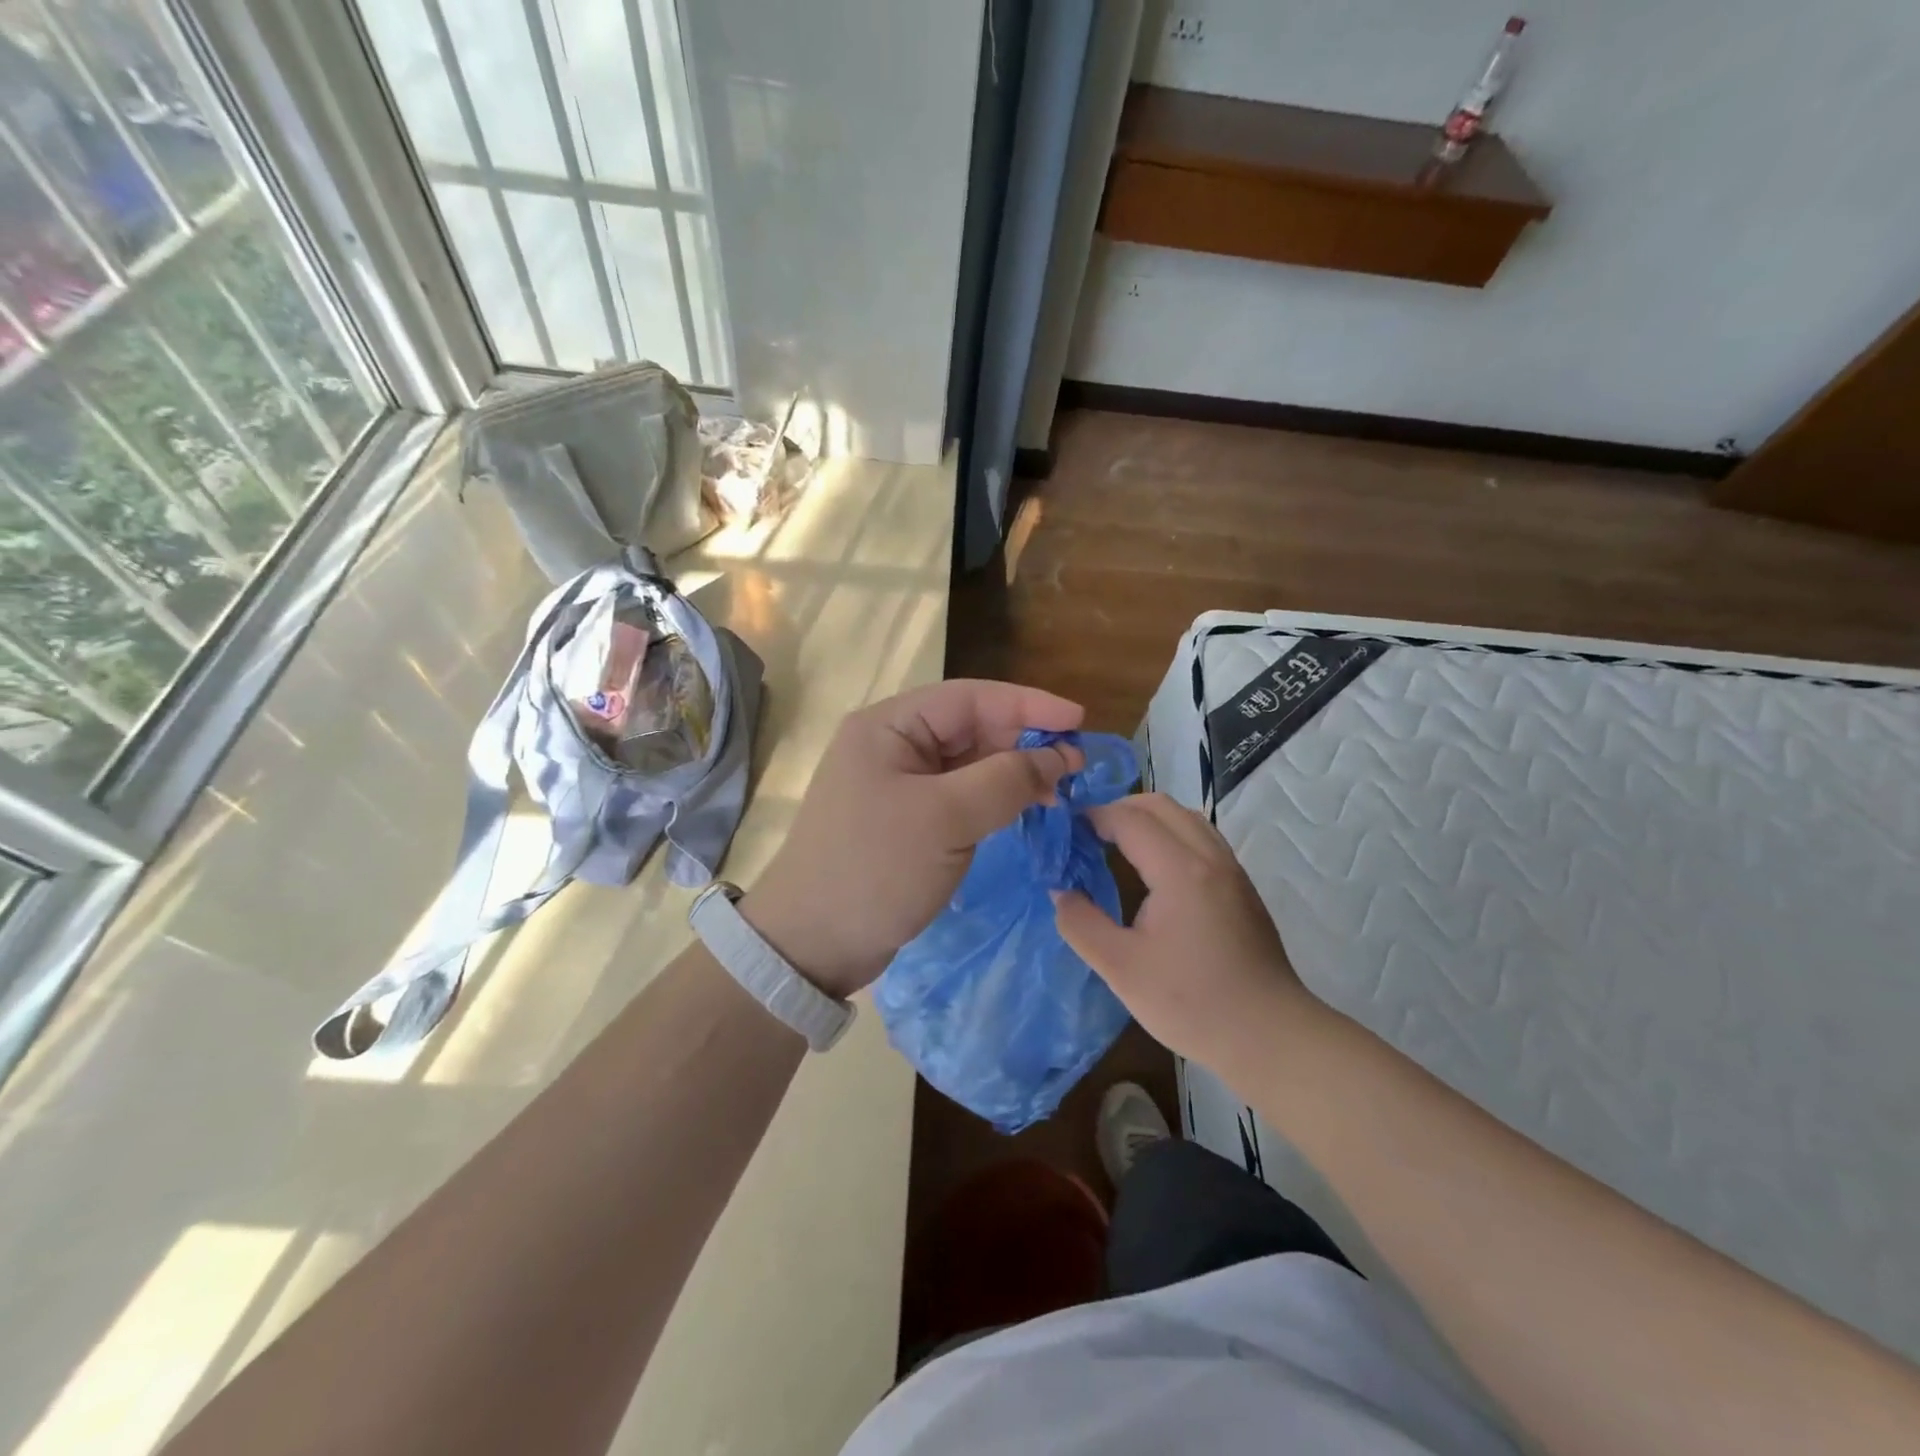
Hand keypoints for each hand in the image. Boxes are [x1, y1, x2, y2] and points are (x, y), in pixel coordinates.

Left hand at [743, 680, 1084, 997]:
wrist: (811, 945)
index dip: (1028, 704)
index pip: (969, 698)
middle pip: (971, 728)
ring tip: (1061, 789)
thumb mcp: (945, 819)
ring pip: (970, 764)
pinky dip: (995, 799)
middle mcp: (893, 746)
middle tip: (1079, 763)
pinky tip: (1026, 809)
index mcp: (889, 727)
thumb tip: (1058, 757)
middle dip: (1024, 741)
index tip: (1079, 718)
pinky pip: (961, 796)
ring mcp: (899, 785)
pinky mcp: (908, 821)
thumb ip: (1005, 780)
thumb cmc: (874, 869)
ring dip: (1014, 772)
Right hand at [1053, 793, 1323, 1070]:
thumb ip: (1081, 924)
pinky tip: (1155, 870)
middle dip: (1120, 809)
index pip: (1130, 819)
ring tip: (1118, 844)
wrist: (1269, 1036)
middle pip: (1161, 806)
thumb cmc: (1191, 1003)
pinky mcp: (1242, 888)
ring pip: (1186, 818)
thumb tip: (1061, 891)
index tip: (1066, 832)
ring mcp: (1231, 871)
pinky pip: (1202, 838)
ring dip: (1149, 819)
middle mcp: (1210, 857)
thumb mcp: (1121, 968)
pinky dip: (1171, 835)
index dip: (1094, 816)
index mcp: (1180, 871)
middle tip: (1089, 834)